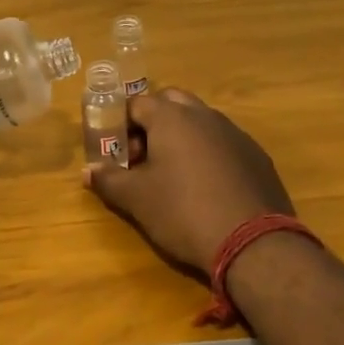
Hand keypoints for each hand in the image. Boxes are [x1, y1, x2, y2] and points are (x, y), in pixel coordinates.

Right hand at [84, 87, 293, 277]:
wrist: (252, 241)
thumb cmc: (183, 211)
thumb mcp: (136, 199)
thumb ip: (108, 179)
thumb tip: (87, 170)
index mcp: (172, 117)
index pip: (136, 104)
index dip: (120, 125)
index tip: (116, 153)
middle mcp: (204, 115)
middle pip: (171, 103)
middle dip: (152, 123)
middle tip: (142, 157)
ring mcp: (235, 133)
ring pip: (200, 121)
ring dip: (181, 137)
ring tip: (172, 175)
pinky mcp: (256, 155)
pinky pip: (223, 143)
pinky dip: (208, 154)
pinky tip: (206, 188)